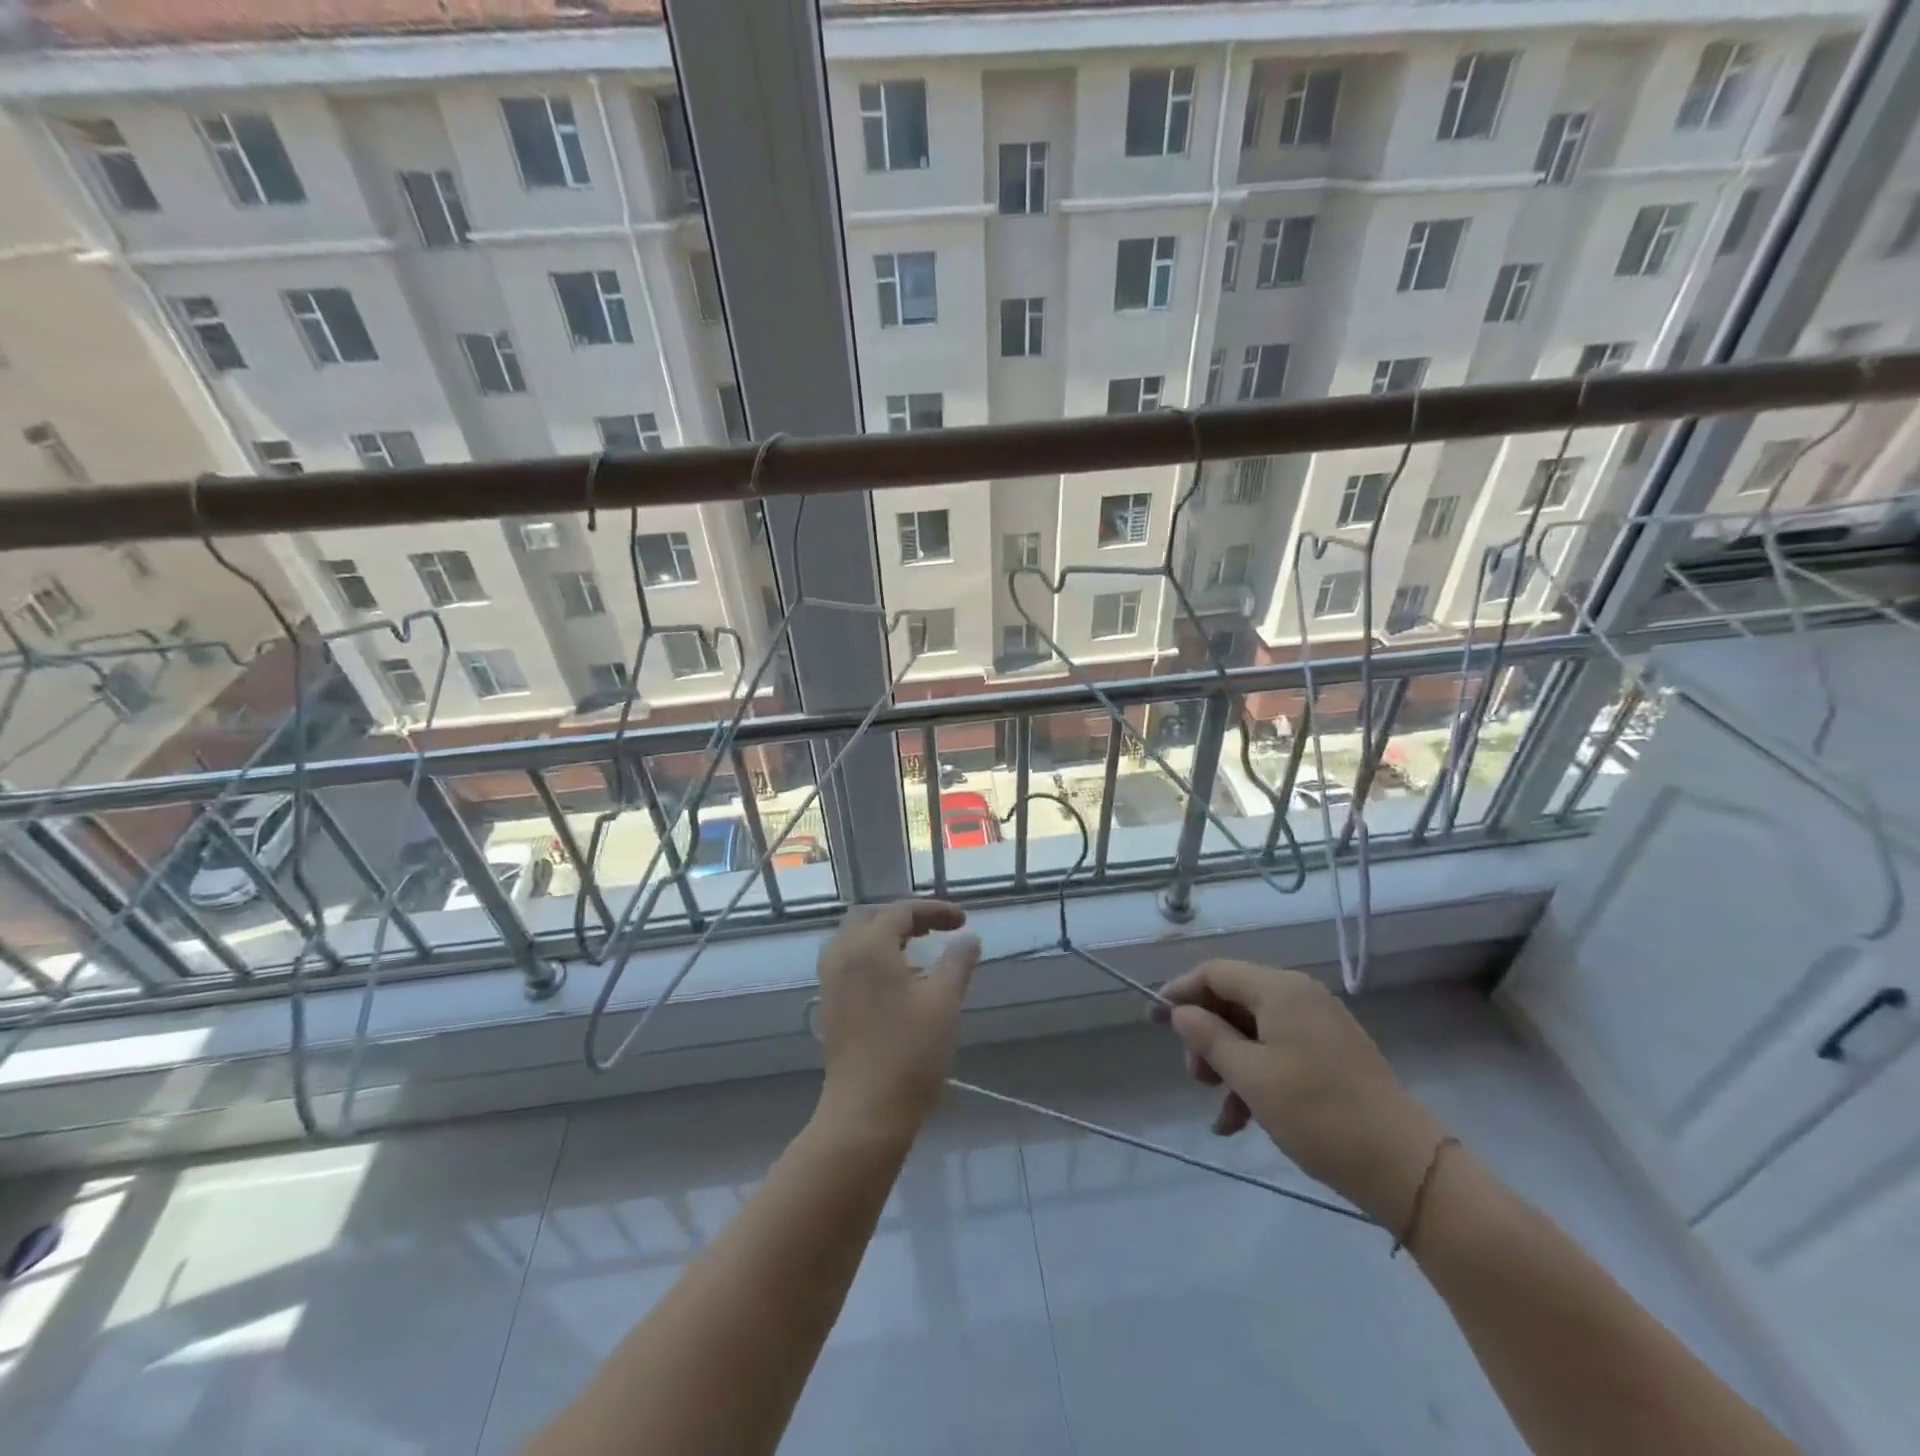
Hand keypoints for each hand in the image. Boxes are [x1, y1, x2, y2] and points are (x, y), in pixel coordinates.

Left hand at [813, 899, 980, 1143]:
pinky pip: (847, 961)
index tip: (963, 921)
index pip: (901, 910)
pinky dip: (871, 955)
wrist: (866, 1111)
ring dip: (885, 934)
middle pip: (871, 916)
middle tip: (937, 930)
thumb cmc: (910, 1052)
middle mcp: (842, 955)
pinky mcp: (828, 1004)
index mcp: (869, 946)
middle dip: (905, 917)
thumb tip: (968, 938)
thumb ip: (957, 962)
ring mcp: (830, 980)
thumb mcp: (944, 1002)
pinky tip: (896, 979)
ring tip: (917, 950)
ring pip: (854, 938)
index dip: (934, 910)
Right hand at [1154, 959, 1450, 1226]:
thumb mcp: (1251, 1076)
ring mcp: (1320, 1025)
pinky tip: (1240, 1121)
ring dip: (1229, 1064)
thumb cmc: (1318, 1113)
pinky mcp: (1333, 1054)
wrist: (1406, 1167)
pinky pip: (1280, 1051)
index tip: (1153, 1019)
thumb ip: (1209, 1038)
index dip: (1181, 992)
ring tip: (1219, 1109)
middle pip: (1234, 1000)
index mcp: (1280, 990)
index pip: (1215, 972)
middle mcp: (1300, 996)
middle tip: (1195, 1077)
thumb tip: (1181, 1013)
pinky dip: (1257, 1077)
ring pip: (1255, 1031)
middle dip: (1206, 1036)